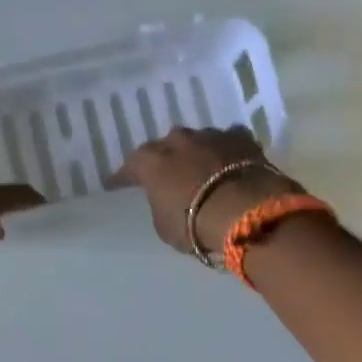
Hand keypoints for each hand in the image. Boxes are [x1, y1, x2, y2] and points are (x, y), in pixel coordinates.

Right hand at [120, 127, 302, 255]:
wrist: (246, 211)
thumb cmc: (194, 223)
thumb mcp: (164, 225)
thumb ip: (161, 206)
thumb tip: (168, 201)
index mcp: (150, 161)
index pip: (129, 168)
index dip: (122, 178)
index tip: (115, 184)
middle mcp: (176, 141)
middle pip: (165, 148)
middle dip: (165, 161)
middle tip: (166, 176)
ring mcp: (210, 135)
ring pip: (197, 142)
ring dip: (196, 154)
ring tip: (201, 170)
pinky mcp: (241, 138)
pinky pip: (229, 141)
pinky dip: (227, 151)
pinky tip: (230, 161)